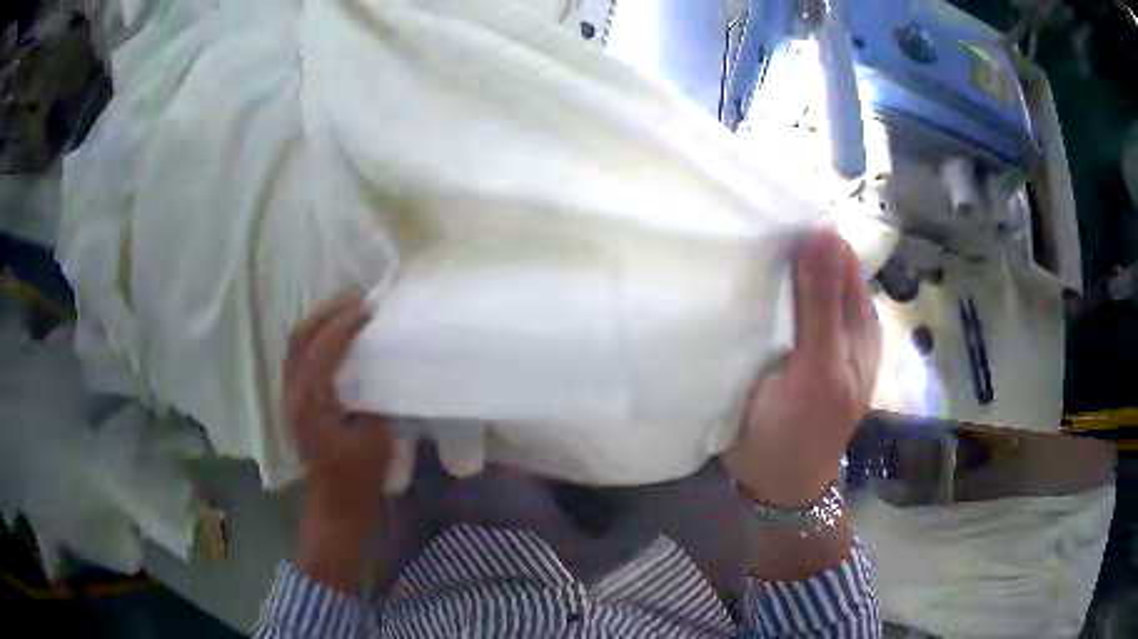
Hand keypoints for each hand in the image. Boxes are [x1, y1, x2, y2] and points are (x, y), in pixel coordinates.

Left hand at [284, 294, 394, 590]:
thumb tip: (379, 368)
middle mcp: (293, 394)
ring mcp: (289, 399)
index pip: (322, 347)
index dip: (345, 322)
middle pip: (299, 337)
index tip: (370, 308)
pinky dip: (316, 340)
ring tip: (347, 312)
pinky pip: (299, 359)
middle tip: (357, 300)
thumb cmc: (358, 480)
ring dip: (320, 322)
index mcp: (311, 402)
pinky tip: (337, 340)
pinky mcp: (295, 405)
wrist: (336, 509)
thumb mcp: (377, 439)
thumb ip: (374, 399)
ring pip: (295, 346)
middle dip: (327, 312)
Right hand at [724, 228, 880, 507]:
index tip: (770, 214)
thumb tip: (824, 230)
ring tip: (735, 250)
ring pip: (792, 281)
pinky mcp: (783, 344)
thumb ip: (822, 302)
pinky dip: (759, 290)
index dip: (811, 232)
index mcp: (858, 319)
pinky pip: (774, 303)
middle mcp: (838, 318)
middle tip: (745, 231)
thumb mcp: (819, 366)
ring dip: (770, 267)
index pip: (840, 254)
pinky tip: (736, 284)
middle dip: (787, 246)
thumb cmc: (804, 429)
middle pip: (816, 262)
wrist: (774, 482)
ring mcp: (809, 331)